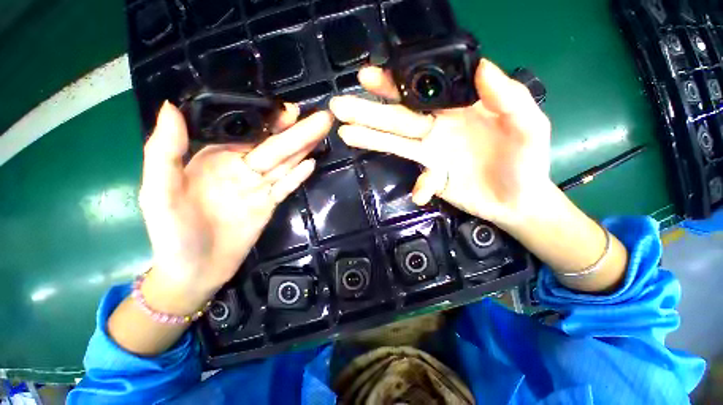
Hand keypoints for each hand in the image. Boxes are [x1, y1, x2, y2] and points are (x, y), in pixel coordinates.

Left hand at [139, 102, 332, 312]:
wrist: (195, 270)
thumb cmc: (172, 233)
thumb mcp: (159, 192)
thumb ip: (164, 151)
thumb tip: (171, 106)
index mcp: (216, 159)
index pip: (248, 134)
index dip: (269, 121)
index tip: (288, 109)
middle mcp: (242, 169)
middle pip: (275, 148)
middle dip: (298, 132)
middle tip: (320, 117)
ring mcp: (259, 188)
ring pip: (285, 164)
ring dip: (304, 149)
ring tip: (321, 133)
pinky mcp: (269, 205)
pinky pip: (286, 187)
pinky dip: (298, 176)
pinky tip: (312, 163)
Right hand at [329, 59, 551, 231]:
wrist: (518, 199)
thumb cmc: (525, 160)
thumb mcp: (528, 125)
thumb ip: (509, 98)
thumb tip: (483, 68)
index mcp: (457, 110)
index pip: (421, 91)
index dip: (396, 83)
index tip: (370, 77)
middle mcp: (437, 129)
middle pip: (398, 117)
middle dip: (369, 110)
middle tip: (339, 105)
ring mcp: (431, 154)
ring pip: (396, 144)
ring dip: (371, 139)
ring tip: (344, 133)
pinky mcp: (431, 178)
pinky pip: (420, 180)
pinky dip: (420, 186)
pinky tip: (422, 194)